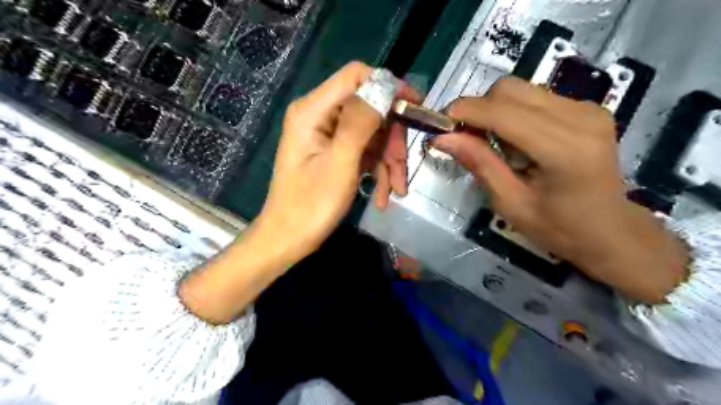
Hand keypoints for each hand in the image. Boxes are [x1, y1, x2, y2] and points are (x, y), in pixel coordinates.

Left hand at [179, 62, 417, 322]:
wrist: (289, 239)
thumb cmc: (310, 205)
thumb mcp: (340, 163)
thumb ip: (361, 122)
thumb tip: (385, 86)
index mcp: (313, 110)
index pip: (356, 76)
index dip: (388, 86)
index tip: (414, 108)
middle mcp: (319, 116)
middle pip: (369, 109)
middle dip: (391, 139)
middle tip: (403, 170)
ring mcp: (327, 136)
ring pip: (372, 134)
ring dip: (388, 161)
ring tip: (396, 190)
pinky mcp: (334, 152)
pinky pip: (364, 151)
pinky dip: (377, 171)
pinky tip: (383, 196)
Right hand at [433, 76, 685, 303]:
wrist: (611, 231)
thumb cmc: (559, 228)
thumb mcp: (510, 203)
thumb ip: (479, 164)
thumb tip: (443, 138)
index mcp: (563, 148)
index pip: (502, 112)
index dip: (465, 112)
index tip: (440, 125)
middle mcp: (579, 117)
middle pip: (509, 89)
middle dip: (478, 109)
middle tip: (465, 139)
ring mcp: (587, 108)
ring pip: (520, 90)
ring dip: (494, 111)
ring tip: (491, 143)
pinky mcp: (587, 108)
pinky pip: (535, 97)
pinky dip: (513, 113)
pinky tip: (515, 141)